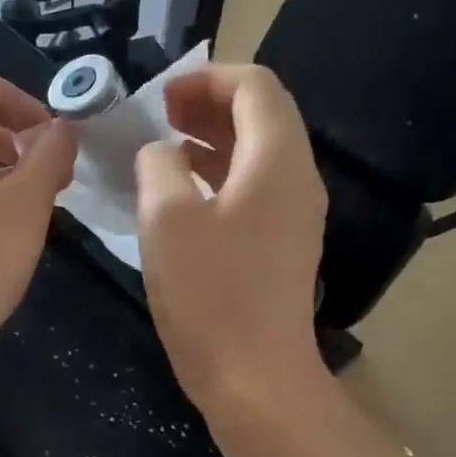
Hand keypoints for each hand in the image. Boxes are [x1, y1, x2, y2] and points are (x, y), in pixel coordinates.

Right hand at [135, 64, 327, 416]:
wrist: (255, 377)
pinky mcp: (283, 245)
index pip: (255, 85)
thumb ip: (158, 166)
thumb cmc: (209, 295)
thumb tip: (161, 153)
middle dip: (210, 105)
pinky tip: (183, 193)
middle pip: (262, 115)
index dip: (207, 78)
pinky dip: (220, 175)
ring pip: (258, 153)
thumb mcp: (166, 220)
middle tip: (160, 116)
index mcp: (276, 160)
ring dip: (213, 140)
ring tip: (165, 147)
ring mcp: (295, 215)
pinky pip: (255, 188)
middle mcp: (297, 178)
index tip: (161, 97)